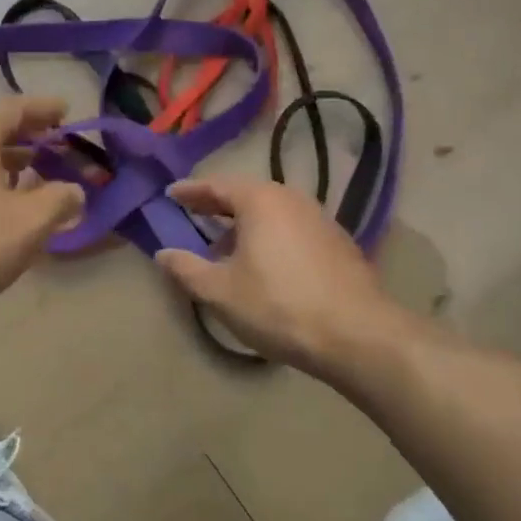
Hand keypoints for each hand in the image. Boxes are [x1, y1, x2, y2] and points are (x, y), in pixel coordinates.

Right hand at [154, 176, 406, 380]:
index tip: (170, 194)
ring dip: (245, 226)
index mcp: (260, 200)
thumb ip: (186, 268)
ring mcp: (320, 219)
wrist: (357, 334)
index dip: (190, 191)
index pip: (216, 185)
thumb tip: (163, 254)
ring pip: (272, 213)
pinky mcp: (338, 243)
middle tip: (193, 215)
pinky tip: (265, 266)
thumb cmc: (278, 305)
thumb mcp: (220, 291)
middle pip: (246, 195)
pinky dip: (270, 237)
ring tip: (226, 249)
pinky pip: (292, 229)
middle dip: (217, 207)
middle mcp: (292, 199)